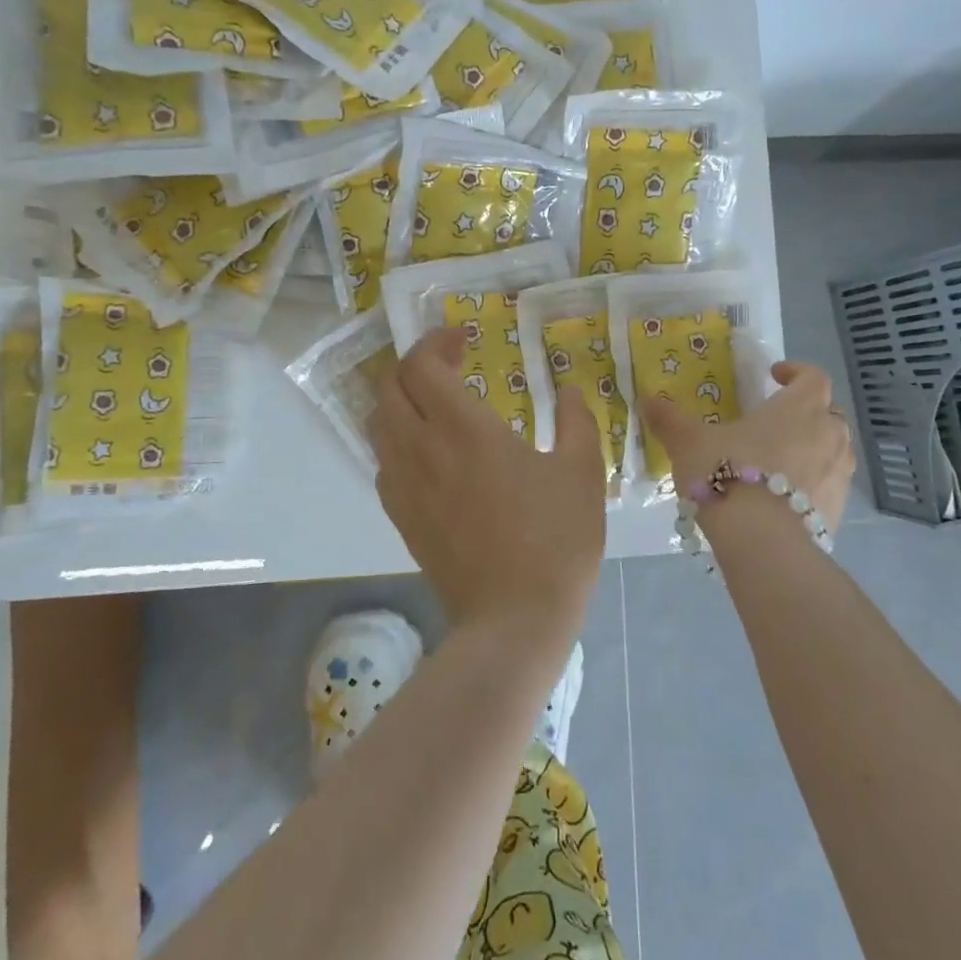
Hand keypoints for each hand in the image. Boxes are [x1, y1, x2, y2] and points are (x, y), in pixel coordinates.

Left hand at [371, 327, 606, 642]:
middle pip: (389, 387)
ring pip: (378, 424)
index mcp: (463, 428)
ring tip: (435, 403)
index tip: (463, 339)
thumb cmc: (555, 540)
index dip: (435, 342)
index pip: (422, 365)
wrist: (514, 619)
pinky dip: (397, 440)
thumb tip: (567, 391)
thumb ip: (576, 421)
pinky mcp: (401, 517)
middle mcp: (422, 448)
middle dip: (413, 365)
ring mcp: (405, 485)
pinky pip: (384, 462)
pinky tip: (429, 453)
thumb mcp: (582, 472)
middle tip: (449, 365)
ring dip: (400, 400)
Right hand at [639, 360, 857, 529]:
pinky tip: (785, 499)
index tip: (774, 375)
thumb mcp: (688, 443)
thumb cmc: (727, 475)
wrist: (762, 541)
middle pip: (829, 413)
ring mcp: (838, 474)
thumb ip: (669, 420)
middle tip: (777, 421)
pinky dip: (813, 484)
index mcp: (798, 408)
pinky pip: (830, 486)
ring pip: (835, 450)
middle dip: (808, 412)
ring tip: (782, 460)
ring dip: (814, 448)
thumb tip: (645, 400)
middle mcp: (827, 435)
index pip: (813, 376)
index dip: (796, 371)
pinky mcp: (837, 510)